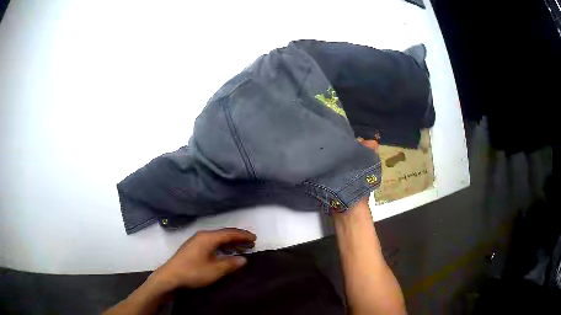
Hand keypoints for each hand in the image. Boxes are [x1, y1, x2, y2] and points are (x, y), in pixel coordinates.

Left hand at [151, 228, 256, 291]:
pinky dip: (222, 247)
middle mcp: (202, 236)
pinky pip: (212, 244)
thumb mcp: (215, 270)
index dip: (243, 235)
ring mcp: (196, 242)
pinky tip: (225, 254)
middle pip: (223, 234)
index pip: (229, 233)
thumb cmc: (193, 272)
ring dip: (230, 244)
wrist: (170, 277)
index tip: (255, 238)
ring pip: (217, 239)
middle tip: (251, 244)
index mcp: (208, 238)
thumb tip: (244, 259)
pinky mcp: (193, 249)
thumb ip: (231, 263)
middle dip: (238, 238)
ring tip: (241, 249)